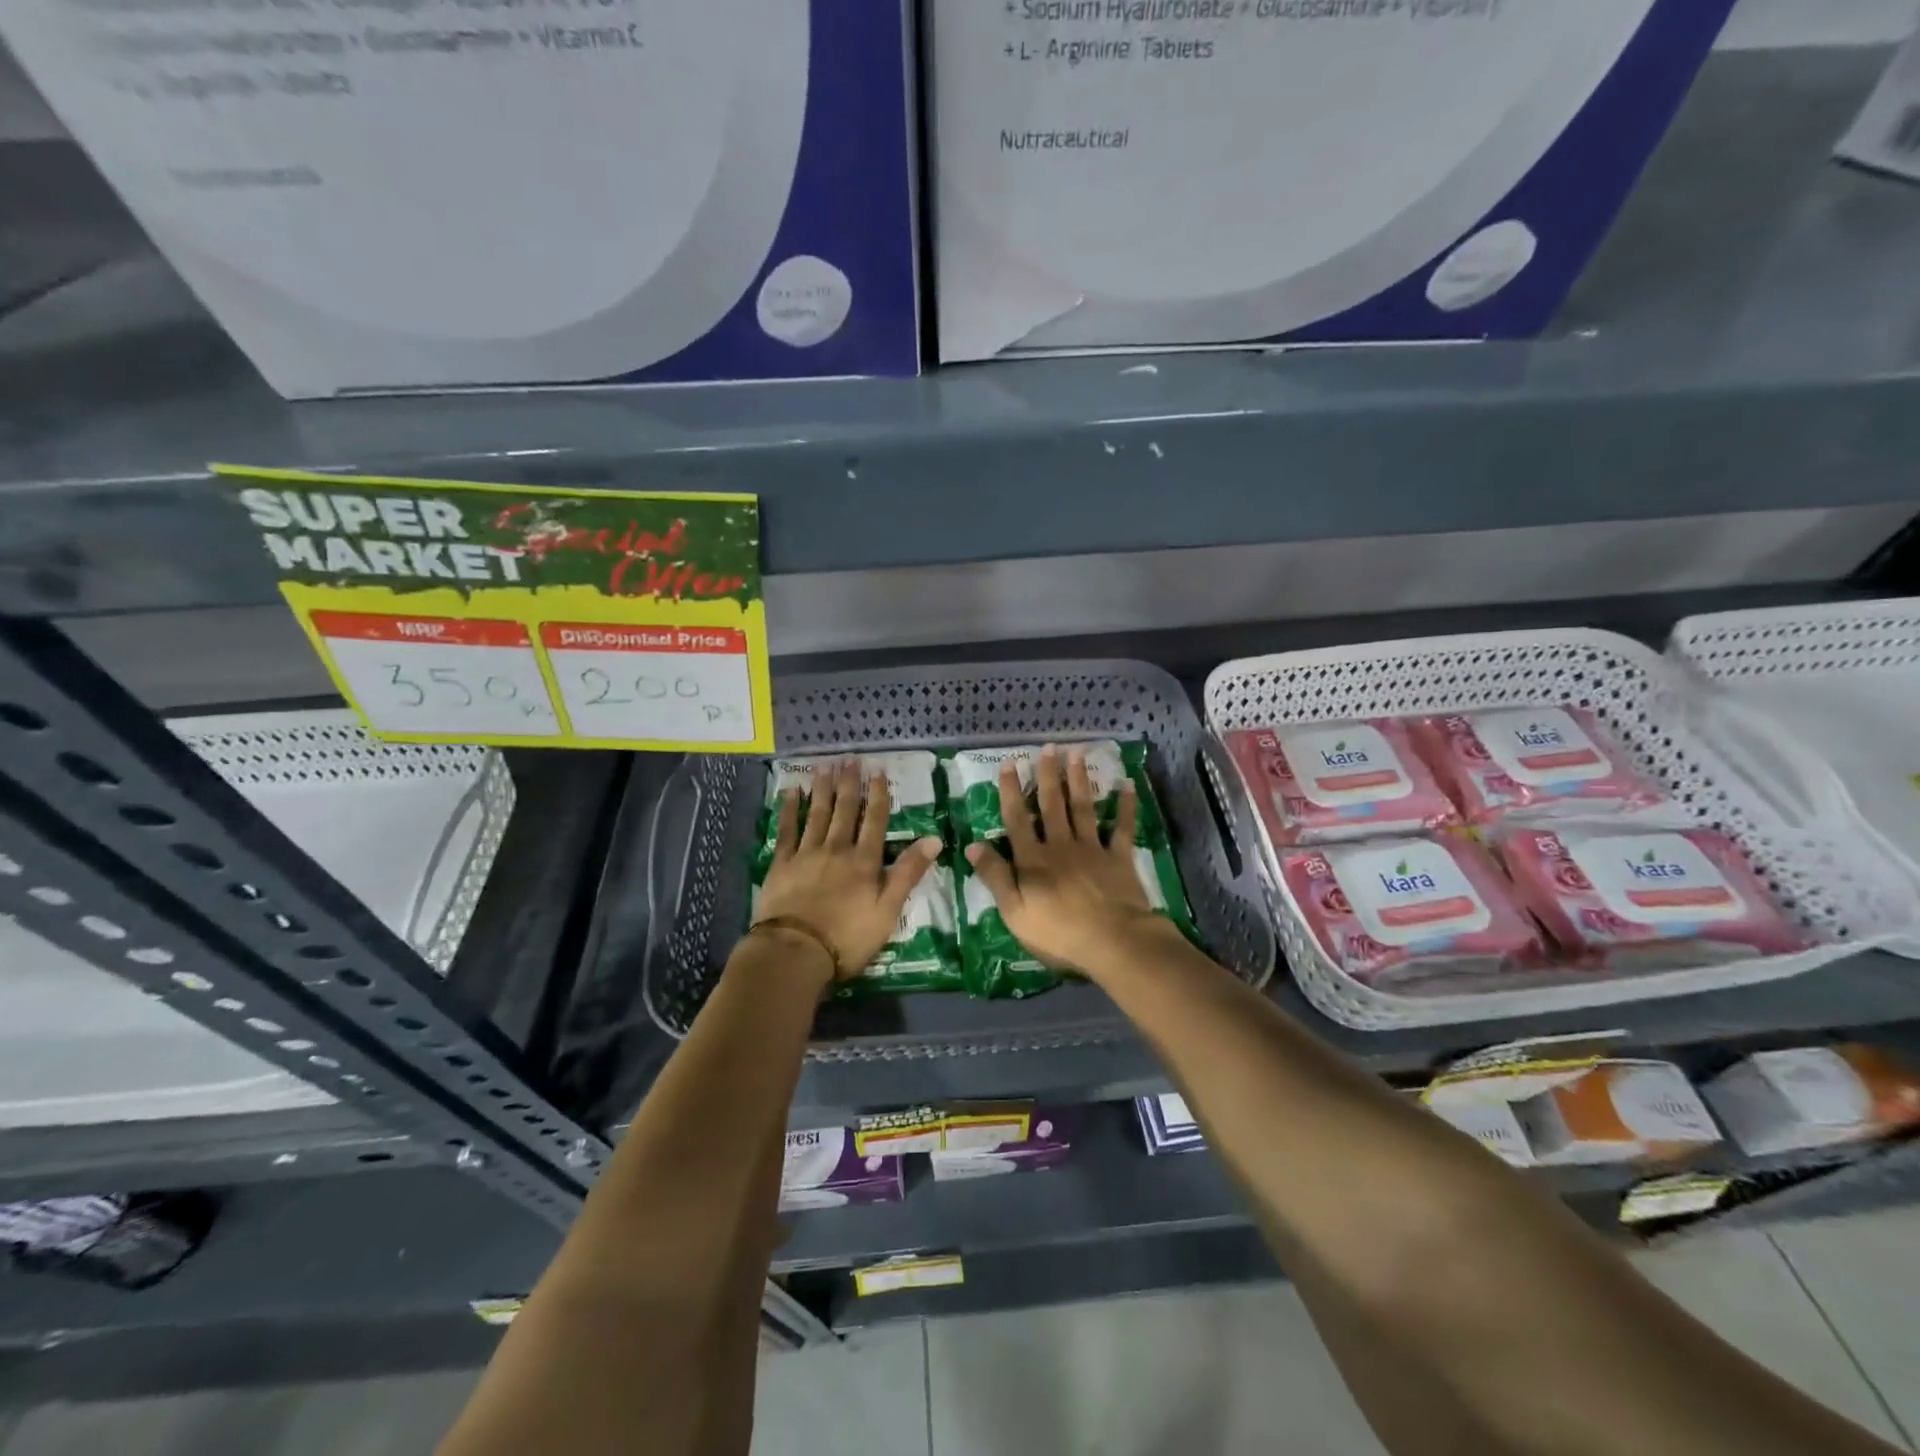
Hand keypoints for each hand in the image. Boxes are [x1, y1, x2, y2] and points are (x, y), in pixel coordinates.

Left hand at [754, 760, 940, 982]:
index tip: (878, 771)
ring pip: (817, 814)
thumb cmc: (848, 938)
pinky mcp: (781, 864)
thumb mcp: (888, 910)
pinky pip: (786, 830)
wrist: (796, 951)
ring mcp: (806, 854)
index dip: (879, 795)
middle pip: (845, 810)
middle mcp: (837, 849)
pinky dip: (790, 809)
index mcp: (864, 861)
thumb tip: (934, 839)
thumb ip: (908, 873)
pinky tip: (791, 792)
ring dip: (822, 788)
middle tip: (850, 759)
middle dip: (849, 783)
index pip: (875, 821)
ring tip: (825, 766)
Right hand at [964, 745, 1171, 977]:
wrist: (1113, 942)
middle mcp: (1061, 846)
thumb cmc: (1058, 933)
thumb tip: (973, 844)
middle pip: (1051, 805)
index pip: (1017, 819)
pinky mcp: (1119, 858)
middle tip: (1048, 747)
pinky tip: (1126, 784)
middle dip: (1047, 775)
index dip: (1011, 791)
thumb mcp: (1014, 912)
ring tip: (1076, 754)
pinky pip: (1122, 827)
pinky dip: (1125, 806)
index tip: (1009, 764)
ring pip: (1082, 808)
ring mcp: (1092, 849)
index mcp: (1033, 860)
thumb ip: (995, 877)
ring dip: (1078, 780)